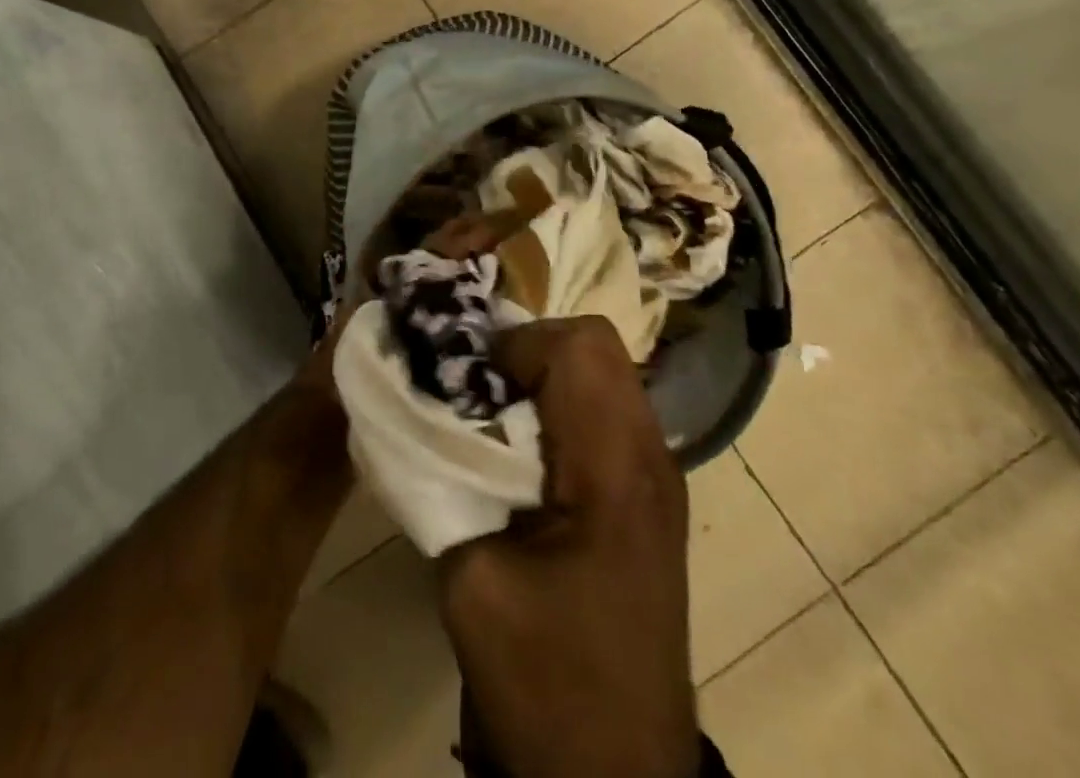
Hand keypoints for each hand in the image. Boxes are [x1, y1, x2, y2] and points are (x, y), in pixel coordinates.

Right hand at [437, 317, 697, 777]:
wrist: (616, 776)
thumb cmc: (547, 683)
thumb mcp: (472, 579)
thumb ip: (446, 477)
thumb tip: (423, 410)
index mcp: (616, 467)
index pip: (578, 345)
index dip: (514, 348)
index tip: (468, 386)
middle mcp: (650, 452)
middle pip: (596, 344)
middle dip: (528, 350)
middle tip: (477, 392)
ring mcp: (657, 471)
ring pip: (602, 371)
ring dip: (544, 375)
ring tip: (494, 415)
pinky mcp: (646, 491)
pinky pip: (604, 408)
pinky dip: (560, 403)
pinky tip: (524, 451)